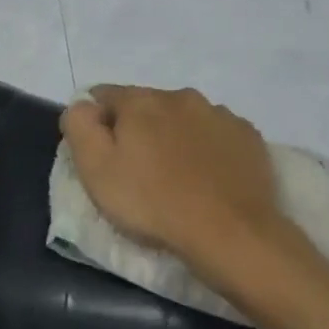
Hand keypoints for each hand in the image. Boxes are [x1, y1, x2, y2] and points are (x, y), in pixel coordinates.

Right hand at [59, 85, 286, 275]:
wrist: (230, 233)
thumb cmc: (153, 203)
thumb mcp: (96, 169)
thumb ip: (80, 126)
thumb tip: (82, 105)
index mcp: (141, 100)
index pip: (104, 95)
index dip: (96, 122)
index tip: (100, 155)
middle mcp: (182, 96)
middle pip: (147, 105)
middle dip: (138, 129)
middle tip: (137, 170)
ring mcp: (220, 115)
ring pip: (184, 118)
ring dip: (174, 137)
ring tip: (176, 176)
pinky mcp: (248, 137)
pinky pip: (216, 135)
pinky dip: (207, 149)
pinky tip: (208, 178)